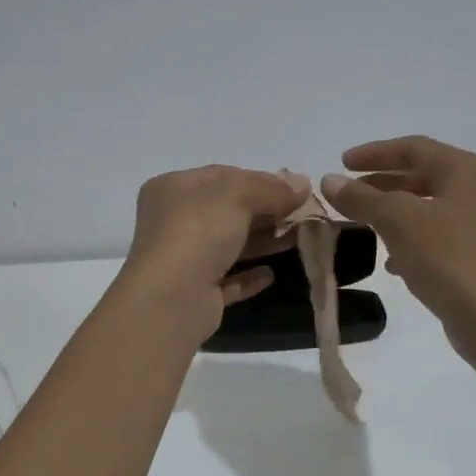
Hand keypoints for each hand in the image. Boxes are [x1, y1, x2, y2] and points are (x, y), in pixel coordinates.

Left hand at [116, 166, 307, 341]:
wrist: (171, 298)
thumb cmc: (197, 232)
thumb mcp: (237, 195)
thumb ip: (271, 188)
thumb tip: (302, 184)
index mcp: (173, 189)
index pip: (221, 177)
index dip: (259, 180)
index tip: (295, 189)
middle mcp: (173, 222)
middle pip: (226, 211)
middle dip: (266, 211)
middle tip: (304, 215)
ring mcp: (183, 260)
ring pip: (229, 245)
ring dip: (263, 241)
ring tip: (299, 239)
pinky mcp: (195, 293)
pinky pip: (226, 280)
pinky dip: (248, 277)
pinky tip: (270, 274)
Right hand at [323, 136, 475, 362]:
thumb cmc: (447, 259)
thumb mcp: (397, 221)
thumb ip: (361, 198)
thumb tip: (329, 180)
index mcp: (468, 170)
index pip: (414, 148)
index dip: (374, 153)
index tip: (341, 163)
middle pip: (424, 175)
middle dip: (382, 183)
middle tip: (348, 194)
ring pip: (431, 207)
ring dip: (394, 212)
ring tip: (363, 225)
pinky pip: (441, 235)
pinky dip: (413, 238)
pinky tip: (393, 262)